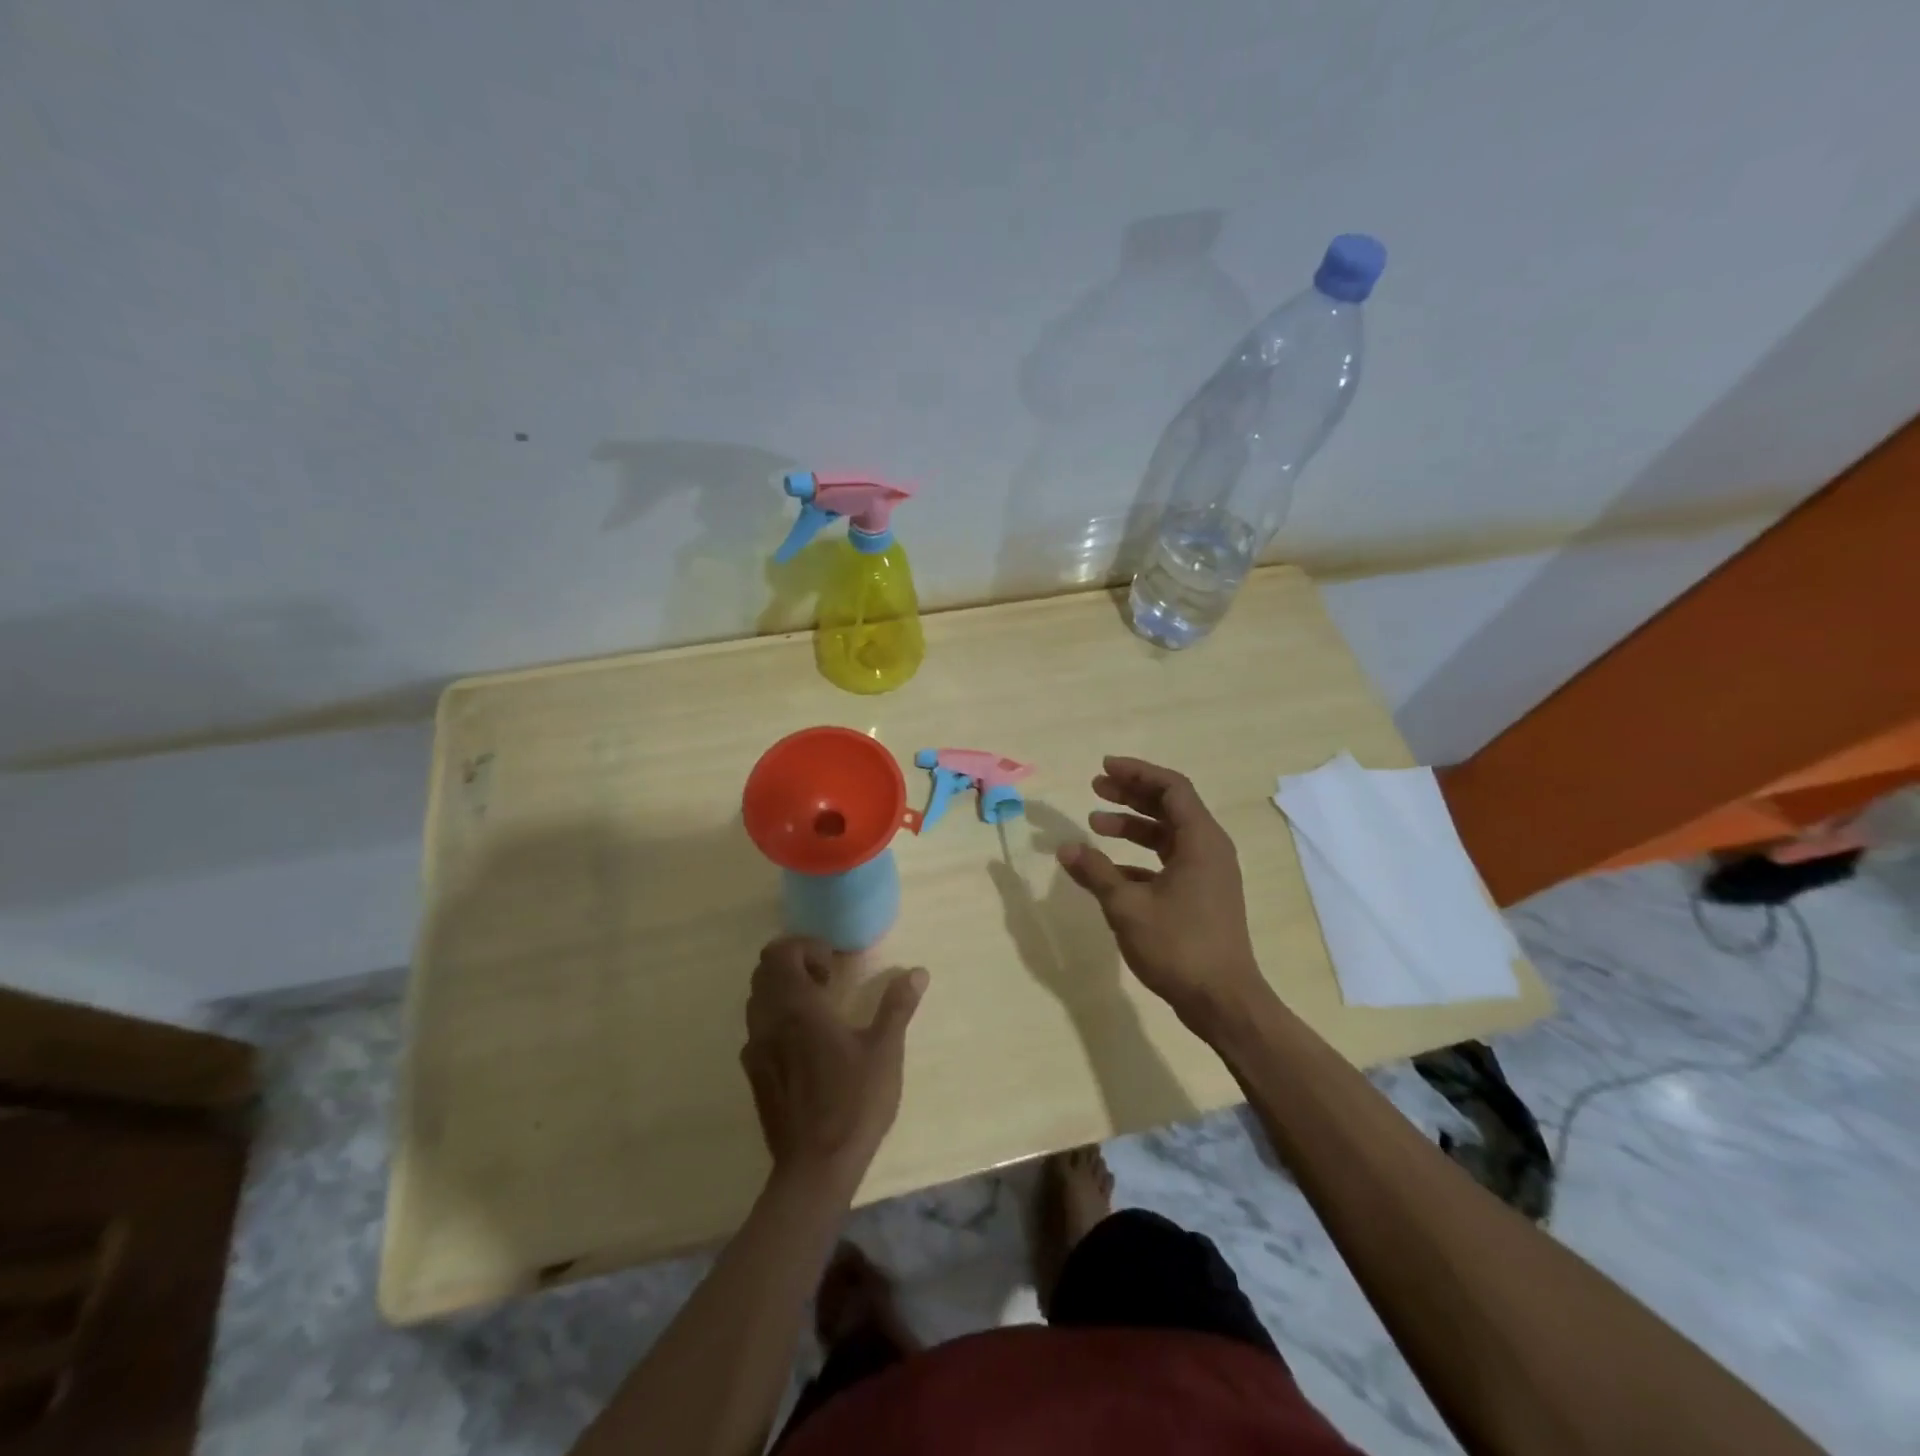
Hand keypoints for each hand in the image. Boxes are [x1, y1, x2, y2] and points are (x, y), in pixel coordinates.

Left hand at [741, 937, 927, 1193]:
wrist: (815, 1168)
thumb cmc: (853, 1102)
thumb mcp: (885, 1051)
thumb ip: (897, 1006)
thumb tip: (917, 971)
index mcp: (797, 1007)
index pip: (780, 953)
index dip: (805, 947)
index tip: (834, 965)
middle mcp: (769, 1021)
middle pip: (764, 971)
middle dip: (794, 964)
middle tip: (828, 981)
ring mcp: (756, 1049)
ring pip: (757, 999)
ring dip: (783, 991)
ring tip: (819, 1010)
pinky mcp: (753, 1074)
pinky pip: (757, 1029)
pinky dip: (776, 1019)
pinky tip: (805, 1044)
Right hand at [1056, 757, 1268, 1028]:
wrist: (1223, 1001)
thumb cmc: (1178, 946)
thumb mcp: (1127, 906)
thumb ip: (1095, 872)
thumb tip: (1064, 848)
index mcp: (1201, 841)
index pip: (1171, 788)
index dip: (1137, 773)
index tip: (1103, 769)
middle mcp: (1210, 849)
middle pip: (1170, 806)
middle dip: (1132, 794)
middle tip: (1096, 788)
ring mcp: (1209, 874)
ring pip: (1169, 835)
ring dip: (1133, 826)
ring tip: (1095, 825)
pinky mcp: (1203, 896)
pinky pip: (1170, 862)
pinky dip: (1140, 858)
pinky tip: (1110, 871)